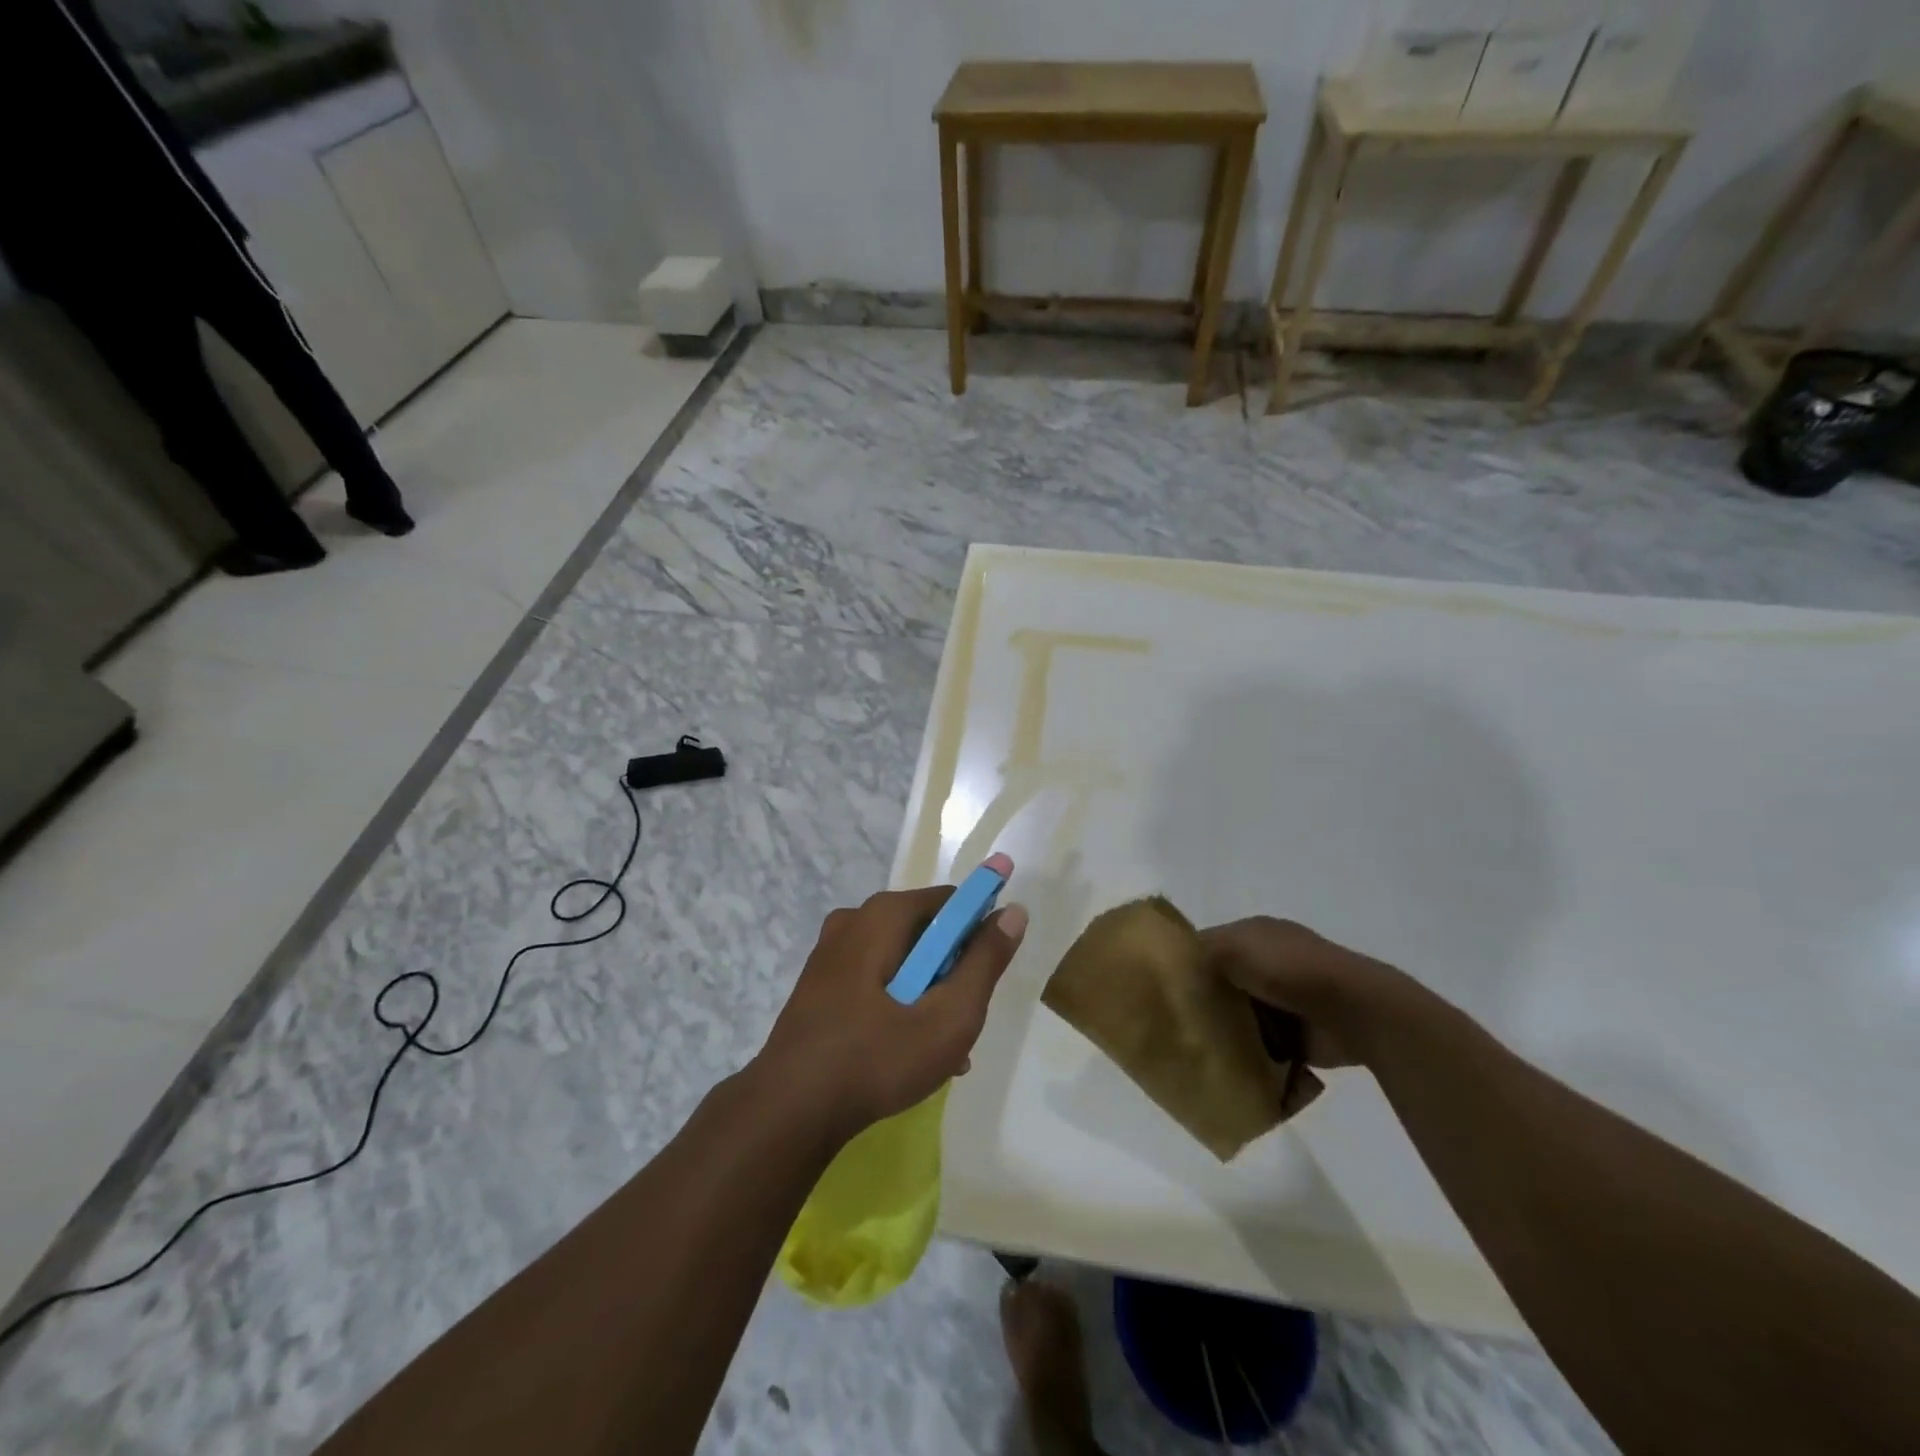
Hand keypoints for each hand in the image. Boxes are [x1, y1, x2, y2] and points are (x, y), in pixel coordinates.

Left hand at [757, 887, 1028, 1139]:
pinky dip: (898, 1005)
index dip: (979, 932)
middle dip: (952, 973)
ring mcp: (830, 953)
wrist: (788, 1111)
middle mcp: (853, 920)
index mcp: (883, 915)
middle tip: (964, 1020)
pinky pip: (874, 980)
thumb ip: (985, 961)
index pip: (951, 901)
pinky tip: (908, 1053)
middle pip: (925, 933)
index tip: (987, 977)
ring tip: (943, 1051)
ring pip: (901, 962)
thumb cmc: (877, 1058)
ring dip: (928, 996)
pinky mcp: (819, 984)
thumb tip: (1014, 911)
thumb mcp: (949, 1015)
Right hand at [1199, 917, 1409, 1068]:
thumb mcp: (1233, 947)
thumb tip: (1179, 967)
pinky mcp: (1301, 1037)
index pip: (1210, 946)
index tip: (1165, 990)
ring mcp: (1288, 1000)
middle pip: (1225, 985)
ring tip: (1203, 1052)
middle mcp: (1271, 962)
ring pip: (1244, 1019)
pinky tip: (1234, 1069)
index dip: (1187, 964)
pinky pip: (1267, 1048)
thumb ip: (1203, 952)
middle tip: (1180, 1026)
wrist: (1353, 1010)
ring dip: (1231, 1035)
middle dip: (1208, 1005)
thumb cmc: (1287, 969)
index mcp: (1256, 934)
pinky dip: (1255, 1059)